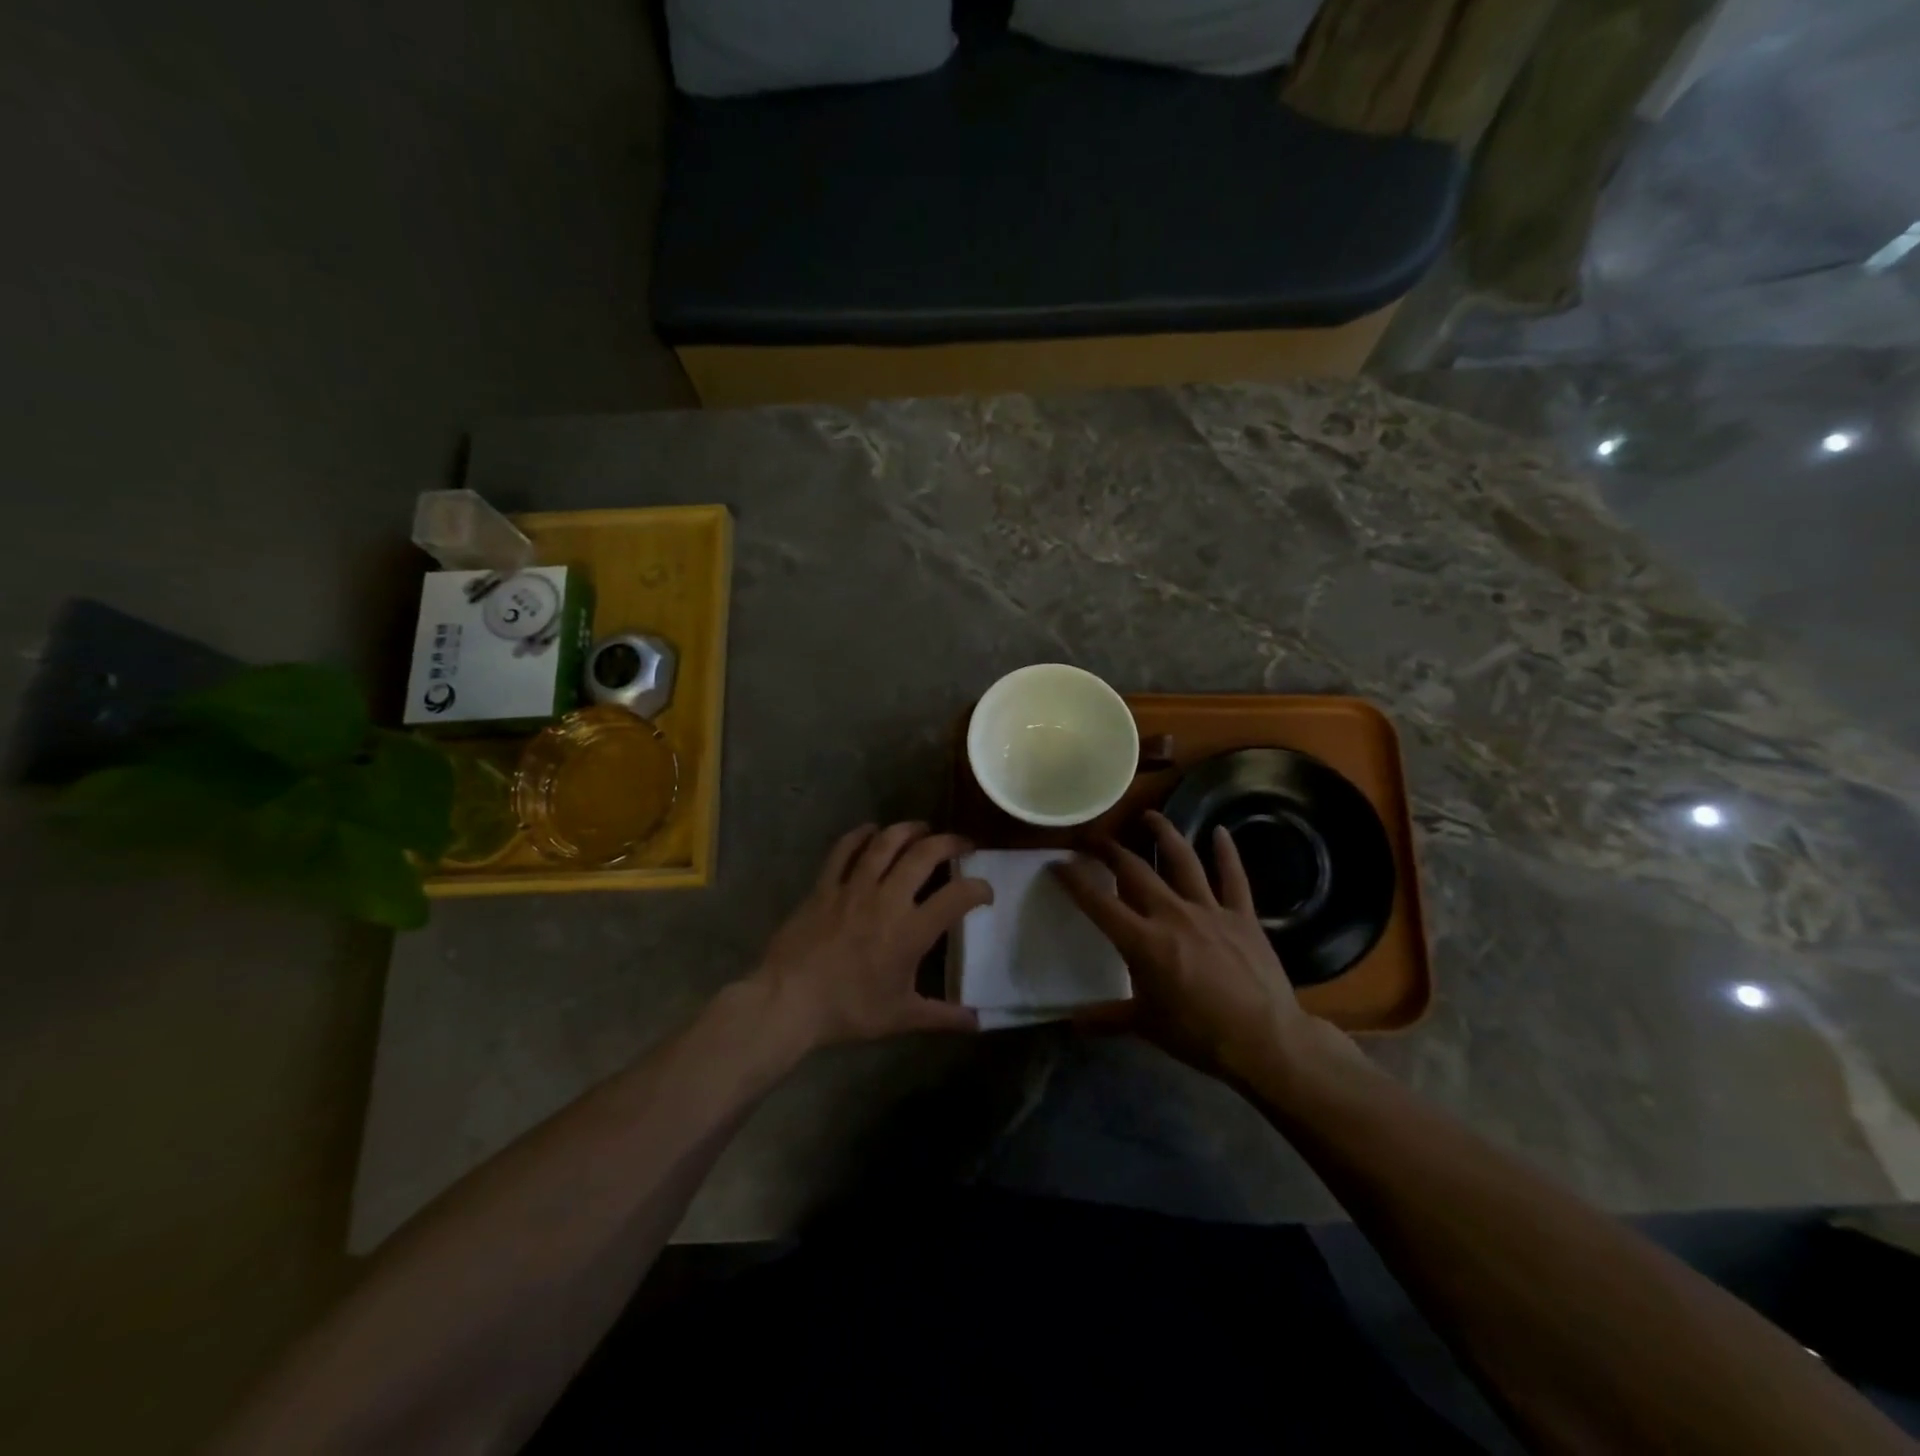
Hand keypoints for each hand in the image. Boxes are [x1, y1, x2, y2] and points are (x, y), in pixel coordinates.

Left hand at [749, 822, 989, 1050]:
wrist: (789, 1001)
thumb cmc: (849, 1010)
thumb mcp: (901, 1017)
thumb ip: (942, 1016)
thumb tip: (977, 1022)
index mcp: (911, 930)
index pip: (958, 897)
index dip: (979, 889)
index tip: (985, 892)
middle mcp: (887, 899)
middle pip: (924, 855)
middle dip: (949, 843)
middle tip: (961, 844)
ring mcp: (853, 887)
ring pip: (886, 843)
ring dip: (909, 830)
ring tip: (923, 828)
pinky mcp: (825, 885)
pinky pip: (844, 850)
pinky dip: (860, 835)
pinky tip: (871, 831)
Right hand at [1054, 811, 1360, 1084]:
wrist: (1265, 1040)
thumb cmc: (1199, 1035)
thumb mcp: (1146, 1026)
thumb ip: (1107, 1018)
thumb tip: (1071, 1022)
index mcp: (1143, 941)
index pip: (1099, 903)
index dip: (1074, 880)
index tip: (1057, 863)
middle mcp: (1171, 914)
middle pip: (1135, 870)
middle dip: (1110, 850)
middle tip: (1094, 838)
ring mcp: (1209, 910)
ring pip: (1182, 860)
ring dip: (1163, 834)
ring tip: (1149, 815)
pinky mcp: (1242, 916)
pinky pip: (1233, 877)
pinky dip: (1227, 853)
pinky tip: (1220, 831)